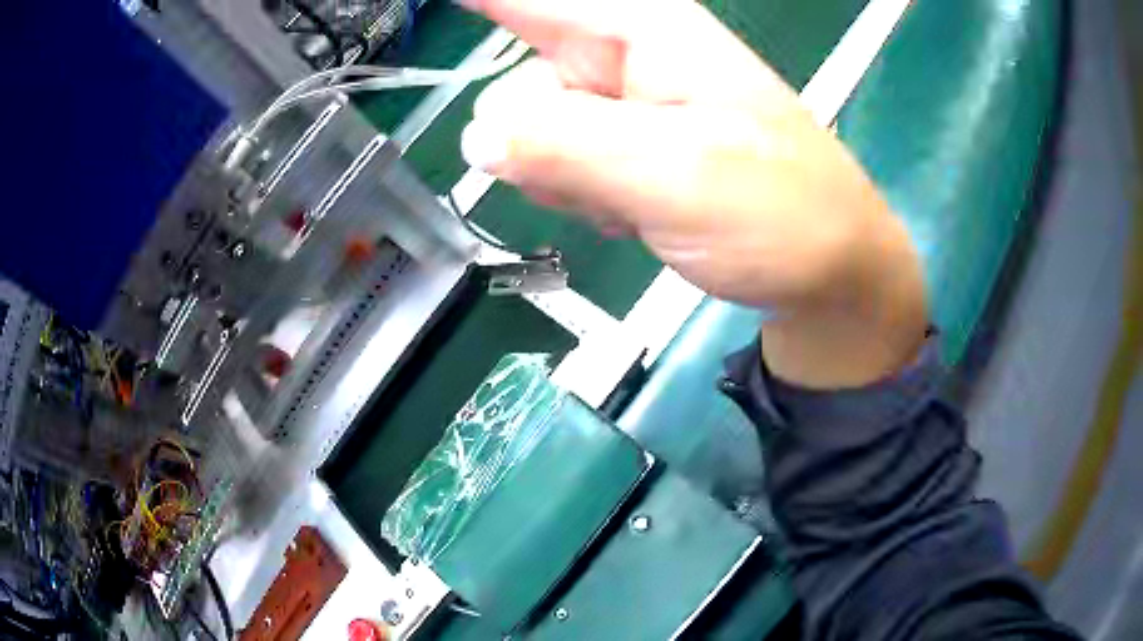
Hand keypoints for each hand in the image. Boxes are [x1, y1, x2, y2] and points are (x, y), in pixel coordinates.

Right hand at [460, 0, 927, 387]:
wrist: (828, 274)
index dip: (471, 4)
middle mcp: (621, 55)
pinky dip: (583, 197)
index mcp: (640, 29)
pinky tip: (638, 212)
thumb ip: (564, 146)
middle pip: (514, 83)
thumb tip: (476, 136)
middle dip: (537, 140)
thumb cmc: (781, 213)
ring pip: (532, 135)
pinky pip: (558, 167)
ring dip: (566, 177)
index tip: (406, 8)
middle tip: (605, 177)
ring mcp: (621, 105)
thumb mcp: (676, 174)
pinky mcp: (623, 148)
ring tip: (637, 199)